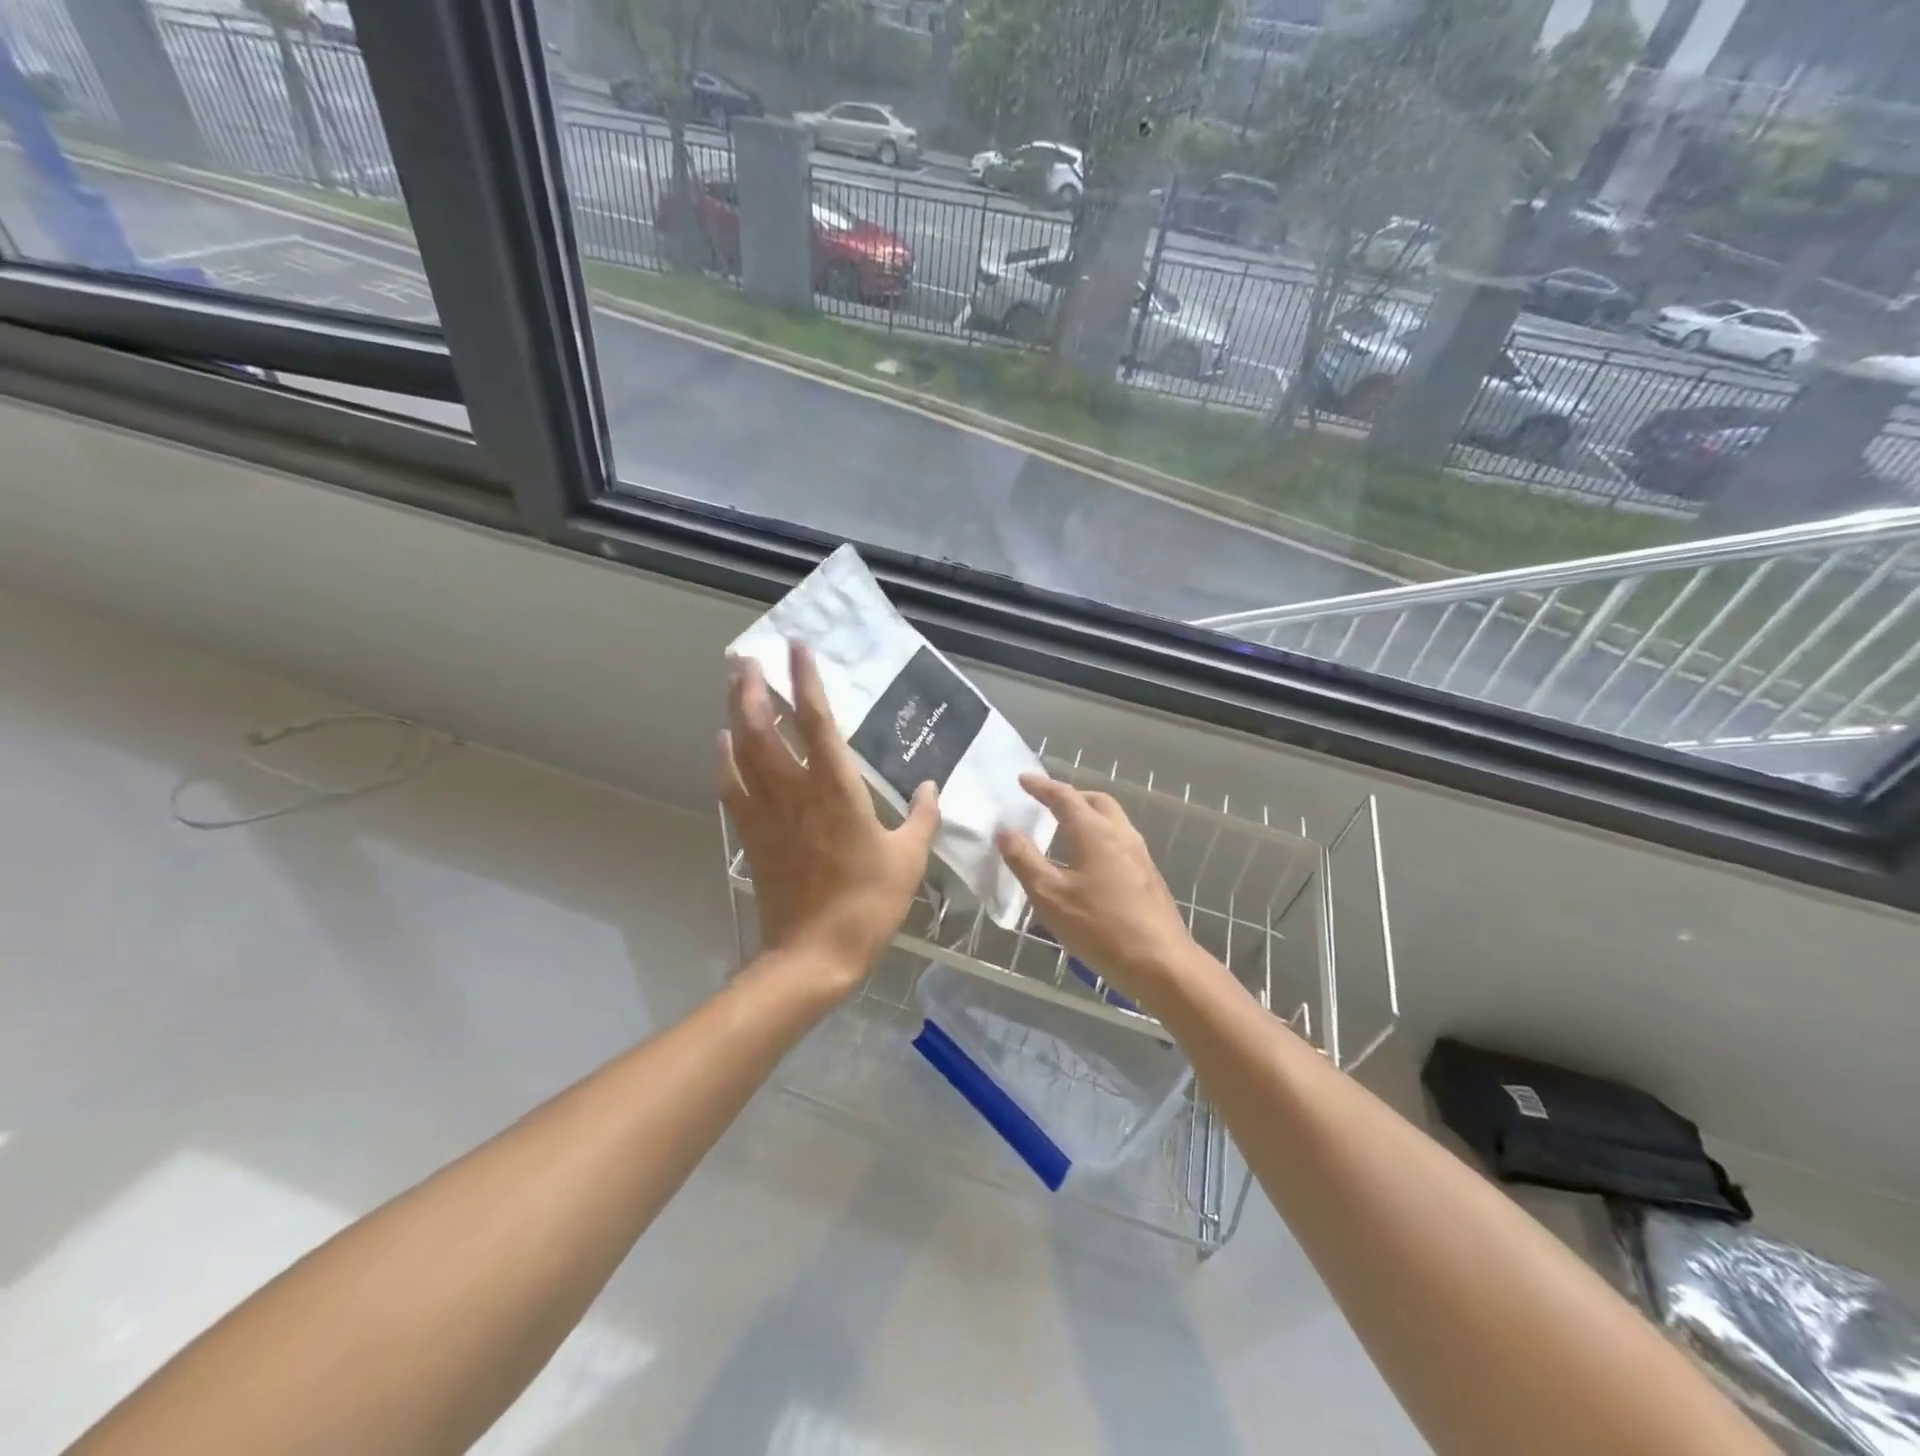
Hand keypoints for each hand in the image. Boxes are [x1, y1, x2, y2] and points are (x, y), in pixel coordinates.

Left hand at [720, 641, 938, 997]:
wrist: (815, 952)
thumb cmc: (869, 903)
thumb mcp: (909, 859)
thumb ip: (923, 817)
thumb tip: (932, 786)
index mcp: (837, 790)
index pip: (817, 722)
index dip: (806, 682)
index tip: (797, 649)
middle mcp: (796, 791)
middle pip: (764, 728)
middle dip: (754, 689)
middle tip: (748, 659)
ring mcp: (768, 812)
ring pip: (744, 751)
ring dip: (736, 714)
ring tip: (735, 685)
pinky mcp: (753, 835)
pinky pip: (733, 787)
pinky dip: (726, 760)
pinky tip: (724, 743)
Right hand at [995, 773, 1205, 1008]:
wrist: (1160, 963)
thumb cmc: (1100, 927)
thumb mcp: (1050, 896)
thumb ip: (1025, 860)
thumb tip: (1006, 830)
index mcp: (1094, 832)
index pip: (1064, 797)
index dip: (1041, 786)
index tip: (1023, 779)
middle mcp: (1120, 834)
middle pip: (1096, 801)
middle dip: (1070, 796)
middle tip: (1047, 803)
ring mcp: (1140, 854)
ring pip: (1112, 819)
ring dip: (1088, 815)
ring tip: (1065, 829)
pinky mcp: (1148, 875)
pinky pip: (1120, 840)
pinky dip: (1099, 835)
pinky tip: (1089, 861)